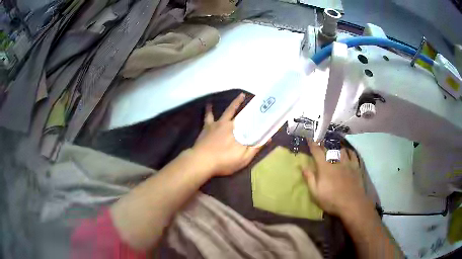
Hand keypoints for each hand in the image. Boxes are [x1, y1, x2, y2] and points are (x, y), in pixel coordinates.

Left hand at [192, 93, 264, 175]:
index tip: (267, 113)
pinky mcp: (207, 126)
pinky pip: (208, 115)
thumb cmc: (224, 162)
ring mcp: (218, 124)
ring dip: (235, 103)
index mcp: (240, 132)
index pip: (253, 123)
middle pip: (243, 114)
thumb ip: (255, 148)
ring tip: (241, 95)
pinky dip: (209, 109)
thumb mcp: (244, 159)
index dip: (260, 119)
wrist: (202, 161)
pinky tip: (209, 103)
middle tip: (258, 101)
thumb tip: (269, 138)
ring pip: (228, 110)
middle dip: (251, 107)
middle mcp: (231, 125)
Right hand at [302, 141, 373, 217]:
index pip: (317, 152)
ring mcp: (347, 163)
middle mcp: (336, 162)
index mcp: (325, 167)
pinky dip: (349, 151)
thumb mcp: (315, 193)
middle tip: (320, 140)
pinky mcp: (356, 167)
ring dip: (336, 147)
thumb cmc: (331, 200)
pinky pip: (353, 154)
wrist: (351, 203)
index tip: (309, 137)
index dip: (312, 144)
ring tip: (334, 145)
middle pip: (329, 149)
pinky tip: (347, 151)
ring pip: (341, 150)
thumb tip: (302, 167)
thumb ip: (309, 178)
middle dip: (323, 143)